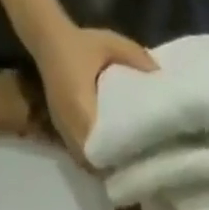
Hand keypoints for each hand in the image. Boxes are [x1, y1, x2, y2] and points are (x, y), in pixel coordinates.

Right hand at [34, 26, 156, 161]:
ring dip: (100, 166)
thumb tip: (159, 76)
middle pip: (90, 159)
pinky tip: (107, 160)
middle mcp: (69, 122)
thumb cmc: (81, 43)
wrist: (48, 40)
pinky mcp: (61, 130)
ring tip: (121, 169)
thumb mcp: (111, 43)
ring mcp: (63, 128)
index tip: (132, 160)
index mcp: (79, 102)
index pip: (96, 141)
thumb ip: (135, 57)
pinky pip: (78, 155)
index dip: (114, 155)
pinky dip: (92, 160)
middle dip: (110, 167)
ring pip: (83, 161)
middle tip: (132, 169)